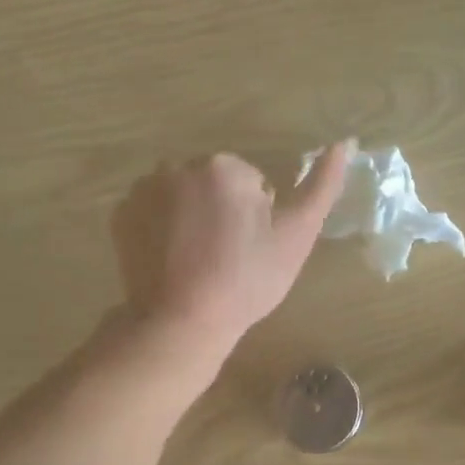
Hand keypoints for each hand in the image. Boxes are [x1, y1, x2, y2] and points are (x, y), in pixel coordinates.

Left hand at [111, 143, 354, 371]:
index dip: (258, 218)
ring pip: (182, 197)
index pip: (252, 184)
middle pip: (214, 185)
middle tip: (227, 259)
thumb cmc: (247, 281)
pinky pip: (152, 213)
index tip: (252, 251)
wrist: (182, 321)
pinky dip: (162, 230)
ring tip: (198, 263)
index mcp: (224, 167)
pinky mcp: (120, 216)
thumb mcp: (296, 236)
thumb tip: (344, 143)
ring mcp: (143, 190)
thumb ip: (322, 187)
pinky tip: (172, 262)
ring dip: (191, 219)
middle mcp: (178, 165)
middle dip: (223, 212)